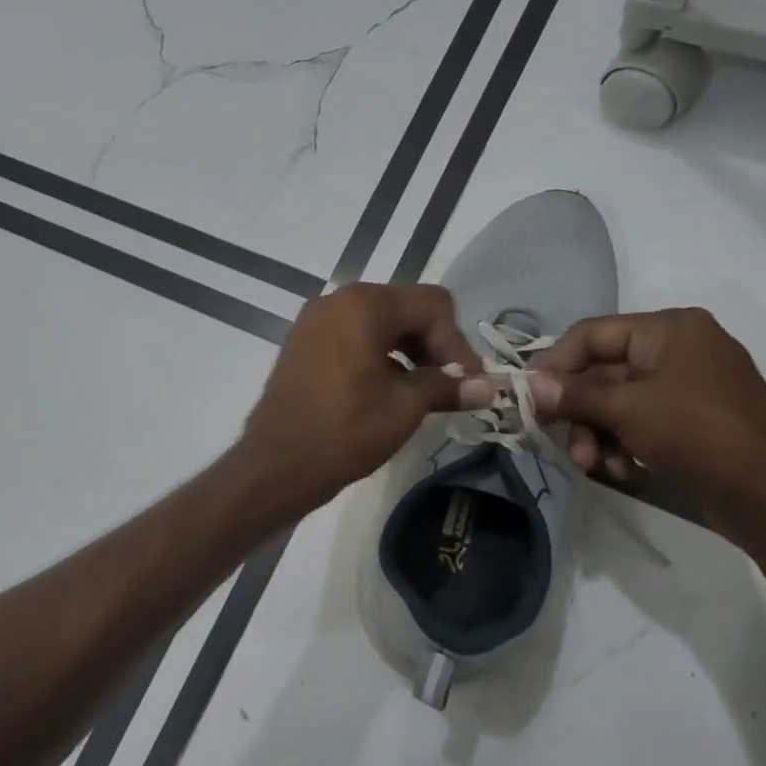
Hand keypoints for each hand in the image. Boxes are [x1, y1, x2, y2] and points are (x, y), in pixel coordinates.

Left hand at [240, 283, 482, 512]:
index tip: (468, 383)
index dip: (457, 343)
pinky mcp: (303, 343)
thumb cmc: (344, 431)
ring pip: (379, 323)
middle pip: (405, 308)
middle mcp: (337, 300)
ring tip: (421, 392)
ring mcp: (315, 321)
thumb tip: (490, 387)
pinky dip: (378, 356)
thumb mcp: (404, 408)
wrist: (276, 465)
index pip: (433, 305)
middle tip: (449, 387)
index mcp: (364, 304)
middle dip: (433, 345)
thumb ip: (447, 387)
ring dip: (408, 351)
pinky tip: (387, 391)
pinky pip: (353, 336)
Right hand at [525, 309, 765, 531]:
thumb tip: (531, 386)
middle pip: (602, 372)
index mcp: (668, 329)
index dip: (555, 363)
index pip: (592, 334)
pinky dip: (622, 444)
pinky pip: (639, 422)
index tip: (527, 396)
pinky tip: (622, 470)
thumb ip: (576, 395)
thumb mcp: (629, 409)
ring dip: (596, 433)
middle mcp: (676, 349)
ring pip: (616, 402)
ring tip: (593, 464)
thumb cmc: (698, 432)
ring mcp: (685, 386)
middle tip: (556, 439)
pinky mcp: (689, 421)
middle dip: (578, 411)